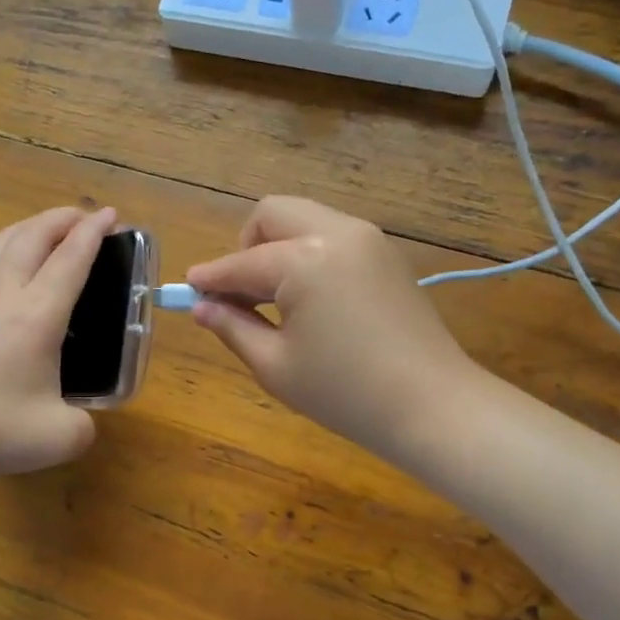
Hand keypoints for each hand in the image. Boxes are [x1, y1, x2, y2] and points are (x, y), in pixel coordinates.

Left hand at [0, 206, 113, 479]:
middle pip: (31, 236)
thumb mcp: (62, 437)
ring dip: (30, 227)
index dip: (94, 232)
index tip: (111, 214)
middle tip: (85, 216)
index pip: (70, 259)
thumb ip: (83, 424)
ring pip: (0, 243)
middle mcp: (3, 297)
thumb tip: (77, 418)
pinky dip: (6, 250)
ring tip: (47, 229)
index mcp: (37, 316)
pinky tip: (8, 269)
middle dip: (62, 218)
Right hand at [186, 196, 478, 458]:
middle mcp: (337, 232)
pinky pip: (333, 237)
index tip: (188, 292)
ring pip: (306, 220)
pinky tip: (311, 300)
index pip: (241, 263)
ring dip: (279, 248)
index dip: (210, 279)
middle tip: (242, 294)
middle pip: (273, 214)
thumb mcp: (276, 366)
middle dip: (246, 247)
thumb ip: (233, 327)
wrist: (432, 406)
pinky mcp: (388, 255)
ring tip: (275, 301)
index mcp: (304, 259)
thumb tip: (203, 307)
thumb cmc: (345, 393)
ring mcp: (369, 239)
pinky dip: (309, 255)